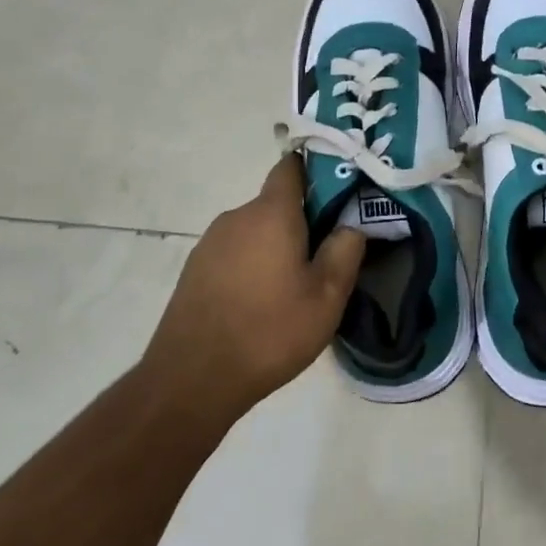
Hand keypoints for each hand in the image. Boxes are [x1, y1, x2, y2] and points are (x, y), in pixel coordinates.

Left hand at [144, 155, 365, 421]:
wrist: (193, 378)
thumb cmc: (270, 332)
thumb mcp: (327, 297)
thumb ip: (346, 250)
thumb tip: (352, 223)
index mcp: (271, 213)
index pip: (292, 167)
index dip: (318, 169)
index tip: (342, 189)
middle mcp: (236, 216)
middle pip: (277, 202)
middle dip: (304, 219)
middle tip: (329, 252)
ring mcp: (211, 242)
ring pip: (256, 230)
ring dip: (278, 245)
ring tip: (297, 284)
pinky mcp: (196, 269)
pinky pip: (236, 252)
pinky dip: (254, 264)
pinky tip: (263, 301)